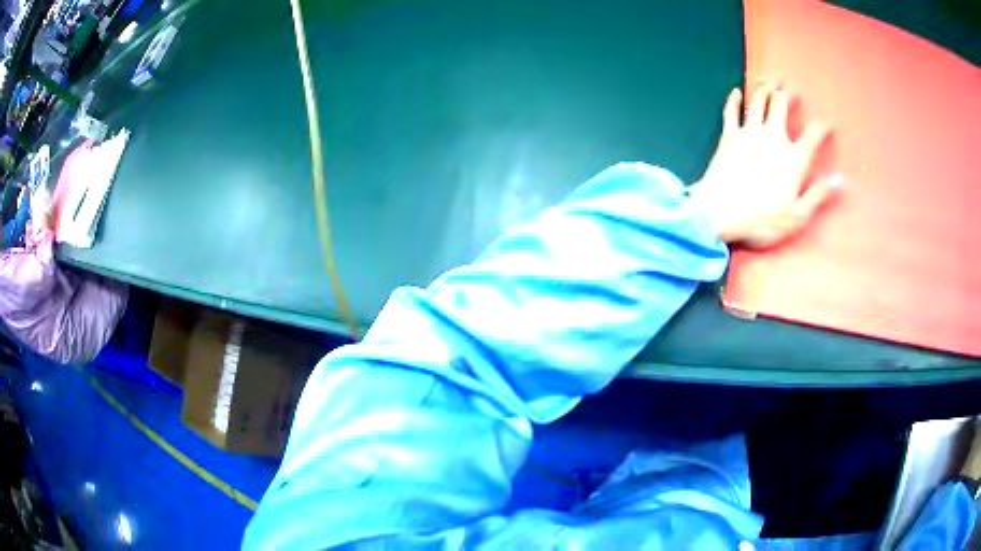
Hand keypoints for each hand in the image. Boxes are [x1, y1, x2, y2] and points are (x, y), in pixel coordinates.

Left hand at [689, 82, 840, 248]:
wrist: (719, 212)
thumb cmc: (761, 220)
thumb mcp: (797, 216)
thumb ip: (818, 195)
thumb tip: (840, 180)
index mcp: (794, 158)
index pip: (814, 134)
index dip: (823, 127)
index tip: (828, 124)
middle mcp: (773, 137)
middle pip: (781, 105)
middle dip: (787, 93)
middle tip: (790, 88)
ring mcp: (749, 133)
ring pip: (758, 101)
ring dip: (765, 88)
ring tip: (770, 80)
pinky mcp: (728, 136)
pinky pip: (731, 111)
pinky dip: (734, 100)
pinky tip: (736, 92)